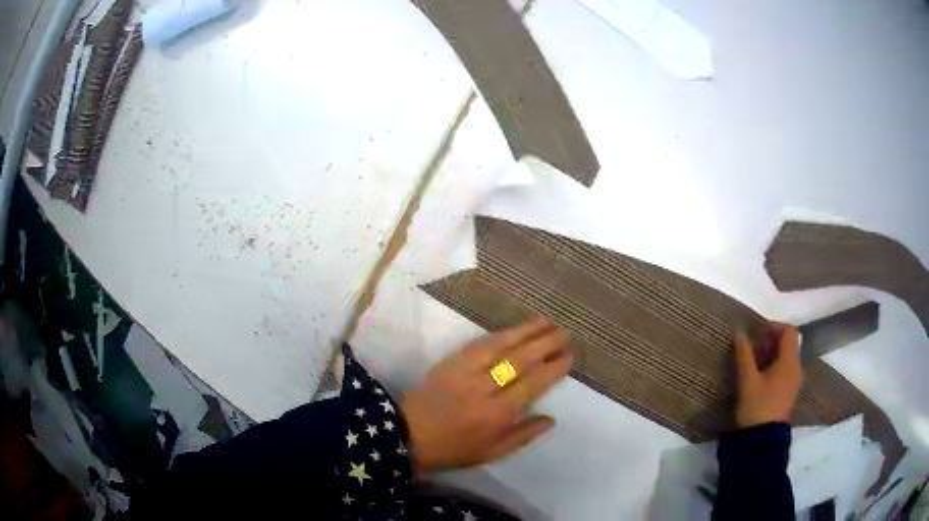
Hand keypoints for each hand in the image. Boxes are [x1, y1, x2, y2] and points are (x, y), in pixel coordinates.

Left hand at [401, 318, 574, 472]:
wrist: (409, 433)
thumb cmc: (454, 448)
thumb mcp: (492, 453)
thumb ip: (523, 435)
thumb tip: (552, 419)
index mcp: (498, 414)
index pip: (533, 384)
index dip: (554, 368)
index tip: (569, 356)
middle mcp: (485, 388)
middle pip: (521, 360)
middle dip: (546, 344)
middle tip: (565, 333)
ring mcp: (466, 371)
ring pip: (502, 345)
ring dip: (526, 331)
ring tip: (546, 321)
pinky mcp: (451, 361)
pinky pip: (480, 343)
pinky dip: (501, 334)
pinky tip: (514, 329)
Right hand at [733, 322, 802, 427]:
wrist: (762, 442)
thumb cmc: (757, 407)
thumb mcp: (747, 381)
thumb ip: (744, 355)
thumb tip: (739, 333)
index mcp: (789, 362)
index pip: (789, 331)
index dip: (775, 326)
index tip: (758, 332)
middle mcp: (796, 368)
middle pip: (789, 344)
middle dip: (772, 341)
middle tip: (753, 347)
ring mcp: (795, 382)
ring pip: (787, 358)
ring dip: (773, 354)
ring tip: (754, 363)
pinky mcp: (790, 393)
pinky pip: (786, 370)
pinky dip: (775, 366)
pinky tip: (760, 378)